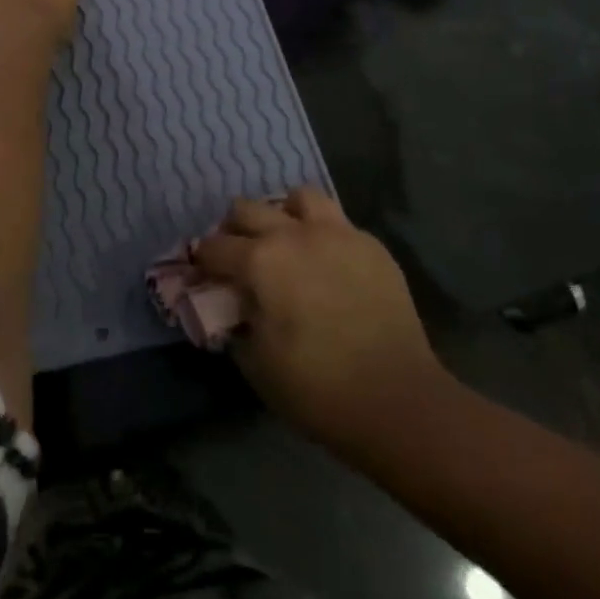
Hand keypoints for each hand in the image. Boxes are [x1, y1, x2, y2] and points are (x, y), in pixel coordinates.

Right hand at [193, 187, 451, 457]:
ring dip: (283, 216)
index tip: (203, 275)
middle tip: (239, 258)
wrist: (397, 400)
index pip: (214, 247)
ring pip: (298, 197)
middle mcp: (293, 234)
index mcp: (260, 261)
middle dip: (234, 230)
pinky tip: (327, 264)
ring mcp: (337, 234)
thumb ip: (235, 323)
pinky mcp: (370, 245)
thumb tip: (233, 306)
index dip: (202, 261)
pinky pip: (337, 222)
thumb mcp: (255, 363)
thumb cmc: (316, 388)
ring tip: (287, 243)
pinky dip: (323, 234)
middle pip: (247, 209)